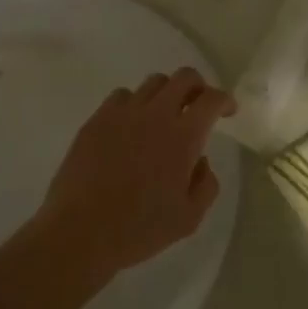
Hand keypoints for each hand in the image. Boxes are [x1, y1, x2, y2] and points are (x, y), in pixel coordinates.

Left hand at [32, 69, 233, 279]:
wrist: (80, 230)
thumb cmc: (139, 229)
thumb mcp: (189, 218)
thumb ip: (206, 184)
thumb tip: (200, 160)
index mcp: (182, 137)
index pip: (211, 99)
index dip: (225, 100)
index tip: (228, 111)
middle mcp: (154, 115)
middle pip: (183, 77)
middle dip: (198, 87)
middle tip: (199, 107)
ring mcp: (121, 114)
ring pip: (152, 83)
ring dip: (166, 94)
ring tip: (164, 117)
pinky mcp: (96, 120)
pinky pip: (121, 96)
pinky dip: (135, 103)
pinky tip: (132, 126)